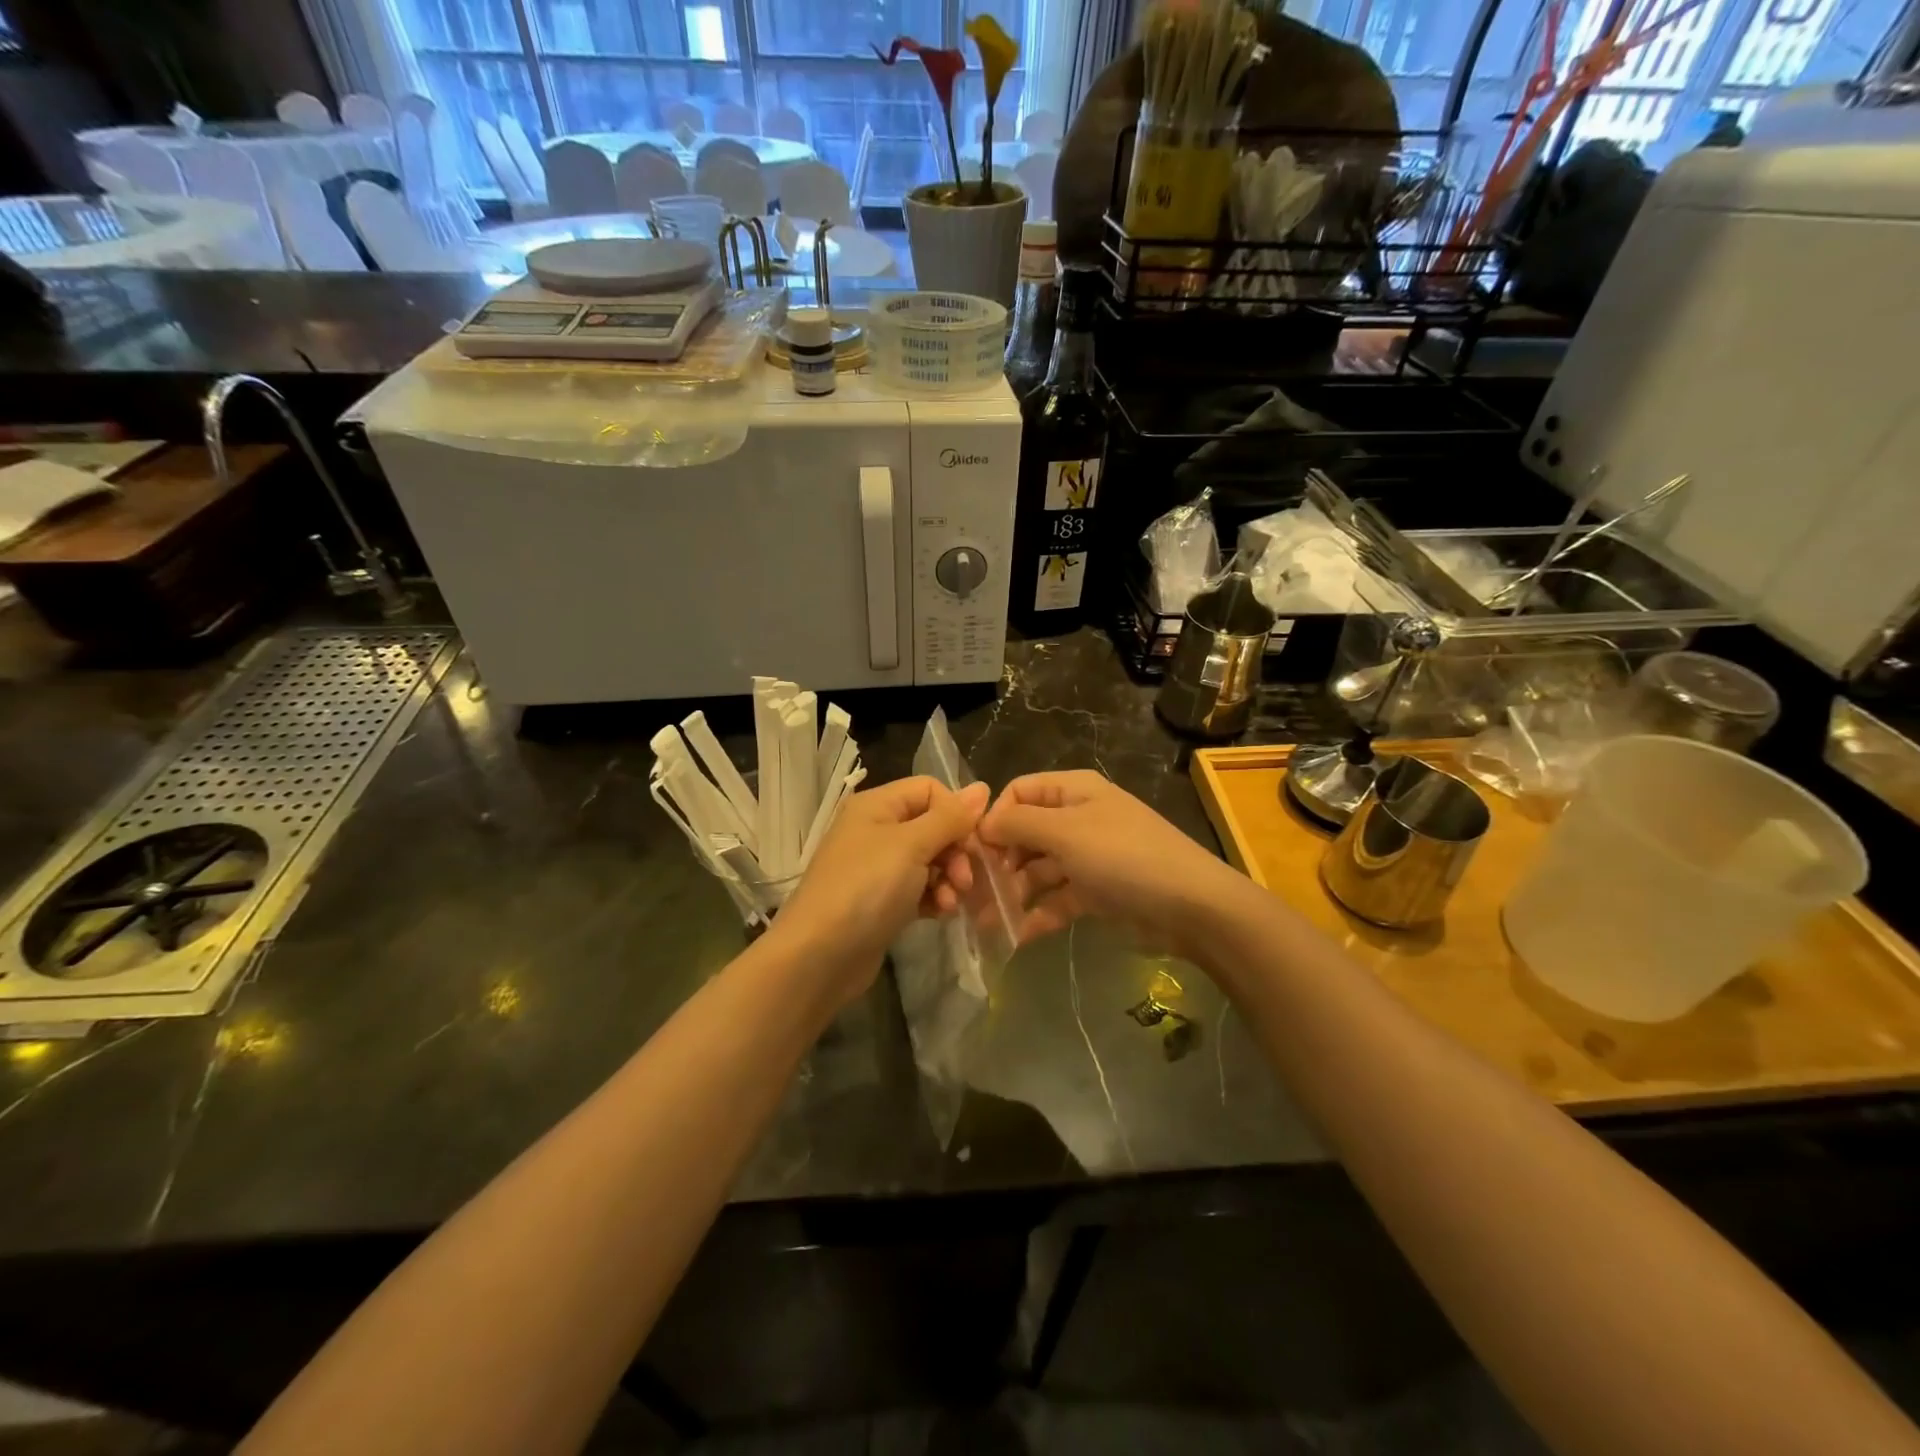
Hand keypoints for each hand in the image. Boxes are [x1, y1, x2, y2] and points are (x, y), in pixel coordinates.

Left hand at [773, 776, 989, 1001]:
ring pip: (930, 860)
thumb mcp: (911, 845)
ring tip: (952, 902)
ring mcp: (878, 867)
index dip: (956, 812)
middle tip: (965, 879)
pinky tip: (941, 914)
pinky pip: (919, 888)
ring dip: (949, 878)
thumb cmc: (866, 889)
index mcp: (877, 805)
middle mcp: (876, 829)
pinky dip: (935, 897)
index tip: (973, 841)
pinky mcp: (883, 901)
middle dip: (956, 851)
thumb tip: (983, 787)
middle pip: (933, 826)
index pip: (930, 790)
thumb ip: (949, 817)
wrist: (820, 956)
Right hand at [977, 770, 1244, 955]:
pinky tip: (1016, 936)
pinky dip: (1038, 914)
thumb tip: (982, 825)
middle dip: (999, 861)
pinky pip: (1058, 898)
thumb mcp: (1066, 833)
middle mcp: (1078, 818)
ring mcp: (1089, 857)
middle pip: (1026, 833)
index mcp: (1074, 791)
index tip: (974, 851)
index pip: (1019, 792)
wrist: (1193, 907)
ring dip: (1013, 892)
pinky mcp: (1098, 892)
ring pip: (1039, 869)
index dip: (994, 818)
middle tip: (975, 893)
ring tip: (987, 921)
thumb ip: (1018, 825)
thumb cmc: (1124, 857)